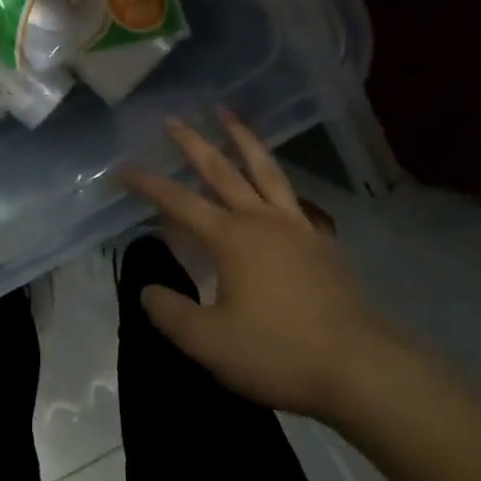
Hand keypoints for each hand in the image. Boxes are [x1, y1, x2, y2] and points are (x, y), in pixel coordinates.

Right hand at [119, 110, 394, 420]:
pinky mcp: (321, 243)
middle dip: (193, 143)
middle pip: (222, 170)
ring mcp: (297, 227)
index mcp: (231, 238)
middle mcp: (262, 221)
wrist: (359, 366)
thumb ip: (171, 313)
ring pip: (265, 170)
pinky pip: (292, 196)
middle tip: (173, 119)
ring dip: (243, 139)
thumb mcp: (209, 342)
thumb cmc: (278, 352)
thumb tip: (147, 290)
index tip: (122, 170)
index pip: (178, 202)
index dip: (147, 184)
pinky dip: (276, 177)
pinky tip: (274, 185)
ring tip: (228, 115)